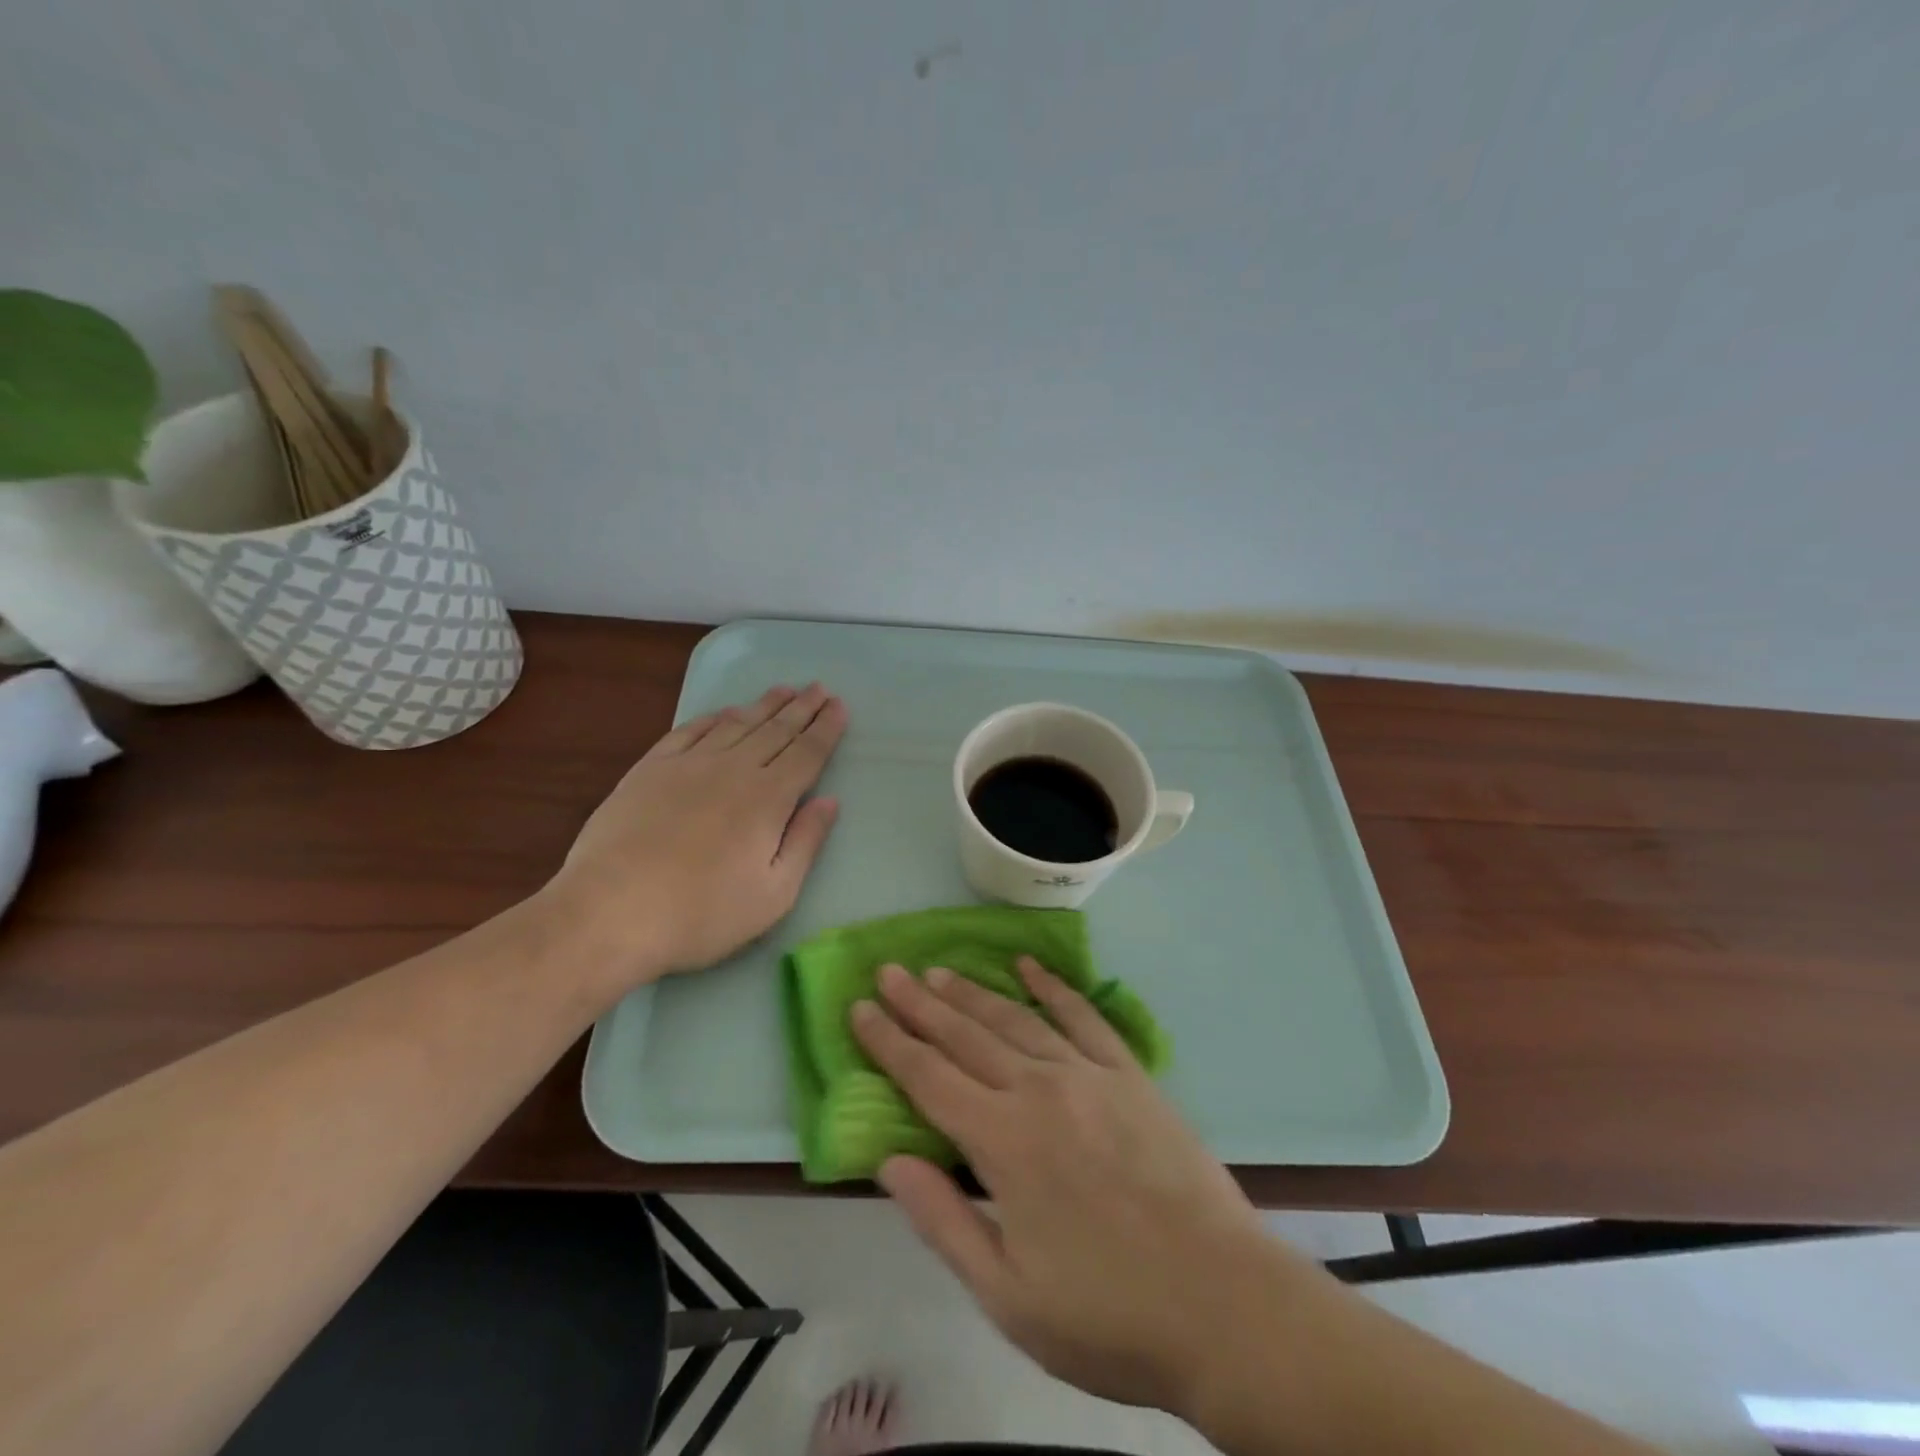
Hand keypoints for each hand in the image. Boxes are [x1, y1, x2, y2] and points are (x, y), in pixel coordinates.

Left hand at [549, 683, 847, 990]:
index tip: (839, 706)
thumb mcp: (773, 894)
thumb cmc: (702, 914)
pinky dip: (713, 717)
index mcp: (768, 799)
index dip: (826, 729)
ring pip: (736, 724)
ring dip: (763, 705)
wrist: (610, 912)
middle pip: (776, 730)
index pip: (806, 753)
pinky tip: (725, 712)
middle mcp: (733, 769)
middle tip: (819, 687)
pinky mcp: (650, 769)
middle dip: (802, 708)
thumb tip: (830, 801)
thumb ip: (805, 842)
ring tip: (783, 690)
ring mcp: (688, 765)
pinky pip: (689, 731)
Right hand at [851, 957, 1328, 1415]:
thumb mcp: (1007, 1295)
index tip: (859, 1008)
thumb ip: (942, 1220)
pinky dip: (1052, 987)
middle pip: (965, 1035)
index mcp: (1002, 1141)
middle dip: (920, 1003)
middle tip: (889, 972)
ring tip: (939, 971)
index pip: (928, 1078)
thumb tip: (888, 1161)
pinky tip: (1030, 967)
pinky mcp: (1129, 1073)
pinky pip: (1082, 1016)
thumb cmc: (1107, 1313)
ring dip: (972, 993)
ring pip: (1015, 1019)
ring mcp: (1088, 1074)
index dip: (888, 1042)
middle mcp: (1038, 1090)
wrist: (1222, 1303)